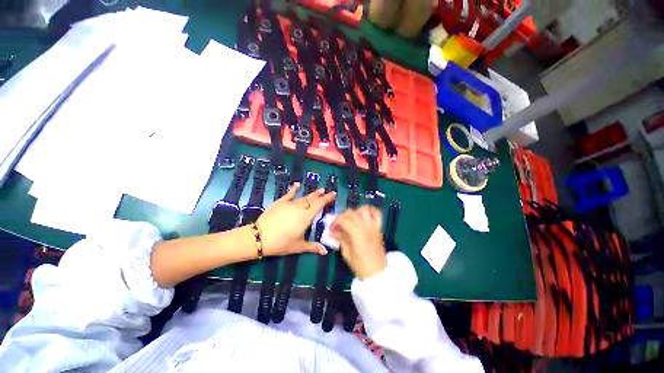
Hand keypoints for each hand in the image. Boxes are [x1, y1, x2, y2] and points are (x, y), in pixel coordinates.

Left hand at [257, 183, 335, 256]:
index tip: (333, 194)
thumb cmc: (282, 243)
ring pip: (304, 197)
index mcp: (306, 216)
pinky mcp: (280, 202)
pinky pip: (289, 194)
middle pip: (313, 199)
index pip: (319, 204)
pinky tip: (297, 184)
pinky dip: (293, 189)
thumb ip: (313, 247)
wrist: (260, 237)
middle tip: (327, 192)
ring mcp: (290, 203)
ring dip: (312, 194)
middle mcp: (300, 207)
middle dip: (321, 195)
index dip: (327, 199)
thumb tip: (326, 252)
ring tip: (319, 190)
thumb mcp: (299, 246)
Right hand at [330, 206, 386, 278]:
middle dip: (342, 216)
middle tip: (338, 225)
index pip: (343, 220)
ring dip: (355, 211)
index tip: (331, 227)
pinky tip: (364, 213)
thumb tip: (332, 232)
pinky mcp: (378, 228)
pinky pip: (377, 214)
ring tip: (350, 219)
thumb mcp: (346, 253)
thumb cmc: (360, 265)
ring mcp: (373, 226)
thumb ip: (340, 239)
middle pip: (351, 213)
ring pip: (363, 210)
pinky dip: (371, 210)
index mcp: (356, 233)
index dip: (335, 221)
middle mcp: (365, 226)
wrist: (377, 273)